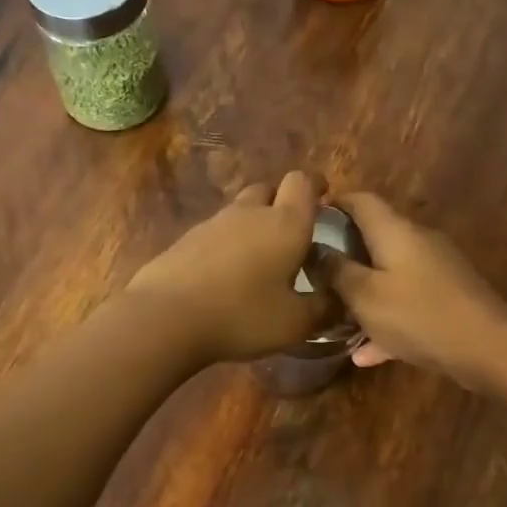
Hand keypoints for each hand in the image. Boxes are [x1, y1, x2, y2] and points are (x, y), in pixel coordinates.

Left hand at [124, 172, 334, 364]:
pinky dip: (227, 245)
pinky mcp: (185, 240)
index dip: (315, 186)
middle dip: (282, 203)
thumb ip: (324, 308)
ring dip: (253, 225)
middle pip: (268, 189)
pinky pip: (215, 232)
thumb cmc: (242, 316)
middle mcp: (249, 213)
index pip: (303, 182)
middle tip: (291, 234)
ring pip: (240, 210)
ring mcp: (212, 223)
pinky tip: (226, 275)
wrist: (166, 317)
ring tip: (259, 259)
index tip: (324, 198)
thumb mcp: (295, 323)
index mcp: (285, 224)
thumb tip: (341, 300)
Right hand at [320, 192, 506, 388]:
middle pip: (374, 237)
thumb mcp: (365, 296)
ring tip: (333, 315)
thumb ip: (336, 272)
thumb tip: (315, 250)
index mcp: (395, 231)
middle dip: (342, 253)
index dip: (332, 203)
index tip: (305, 220)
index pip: (360, 200)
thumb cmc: (419, 315)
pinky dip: (386, 319)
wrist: (488, 348)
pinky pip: (407, 302)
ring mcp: (436, 269)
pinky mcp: (447, 297)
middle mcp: (417, 241)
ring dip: (362, 293)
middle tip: (312, 273)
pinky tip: (365, 355)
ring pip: (388, 274)